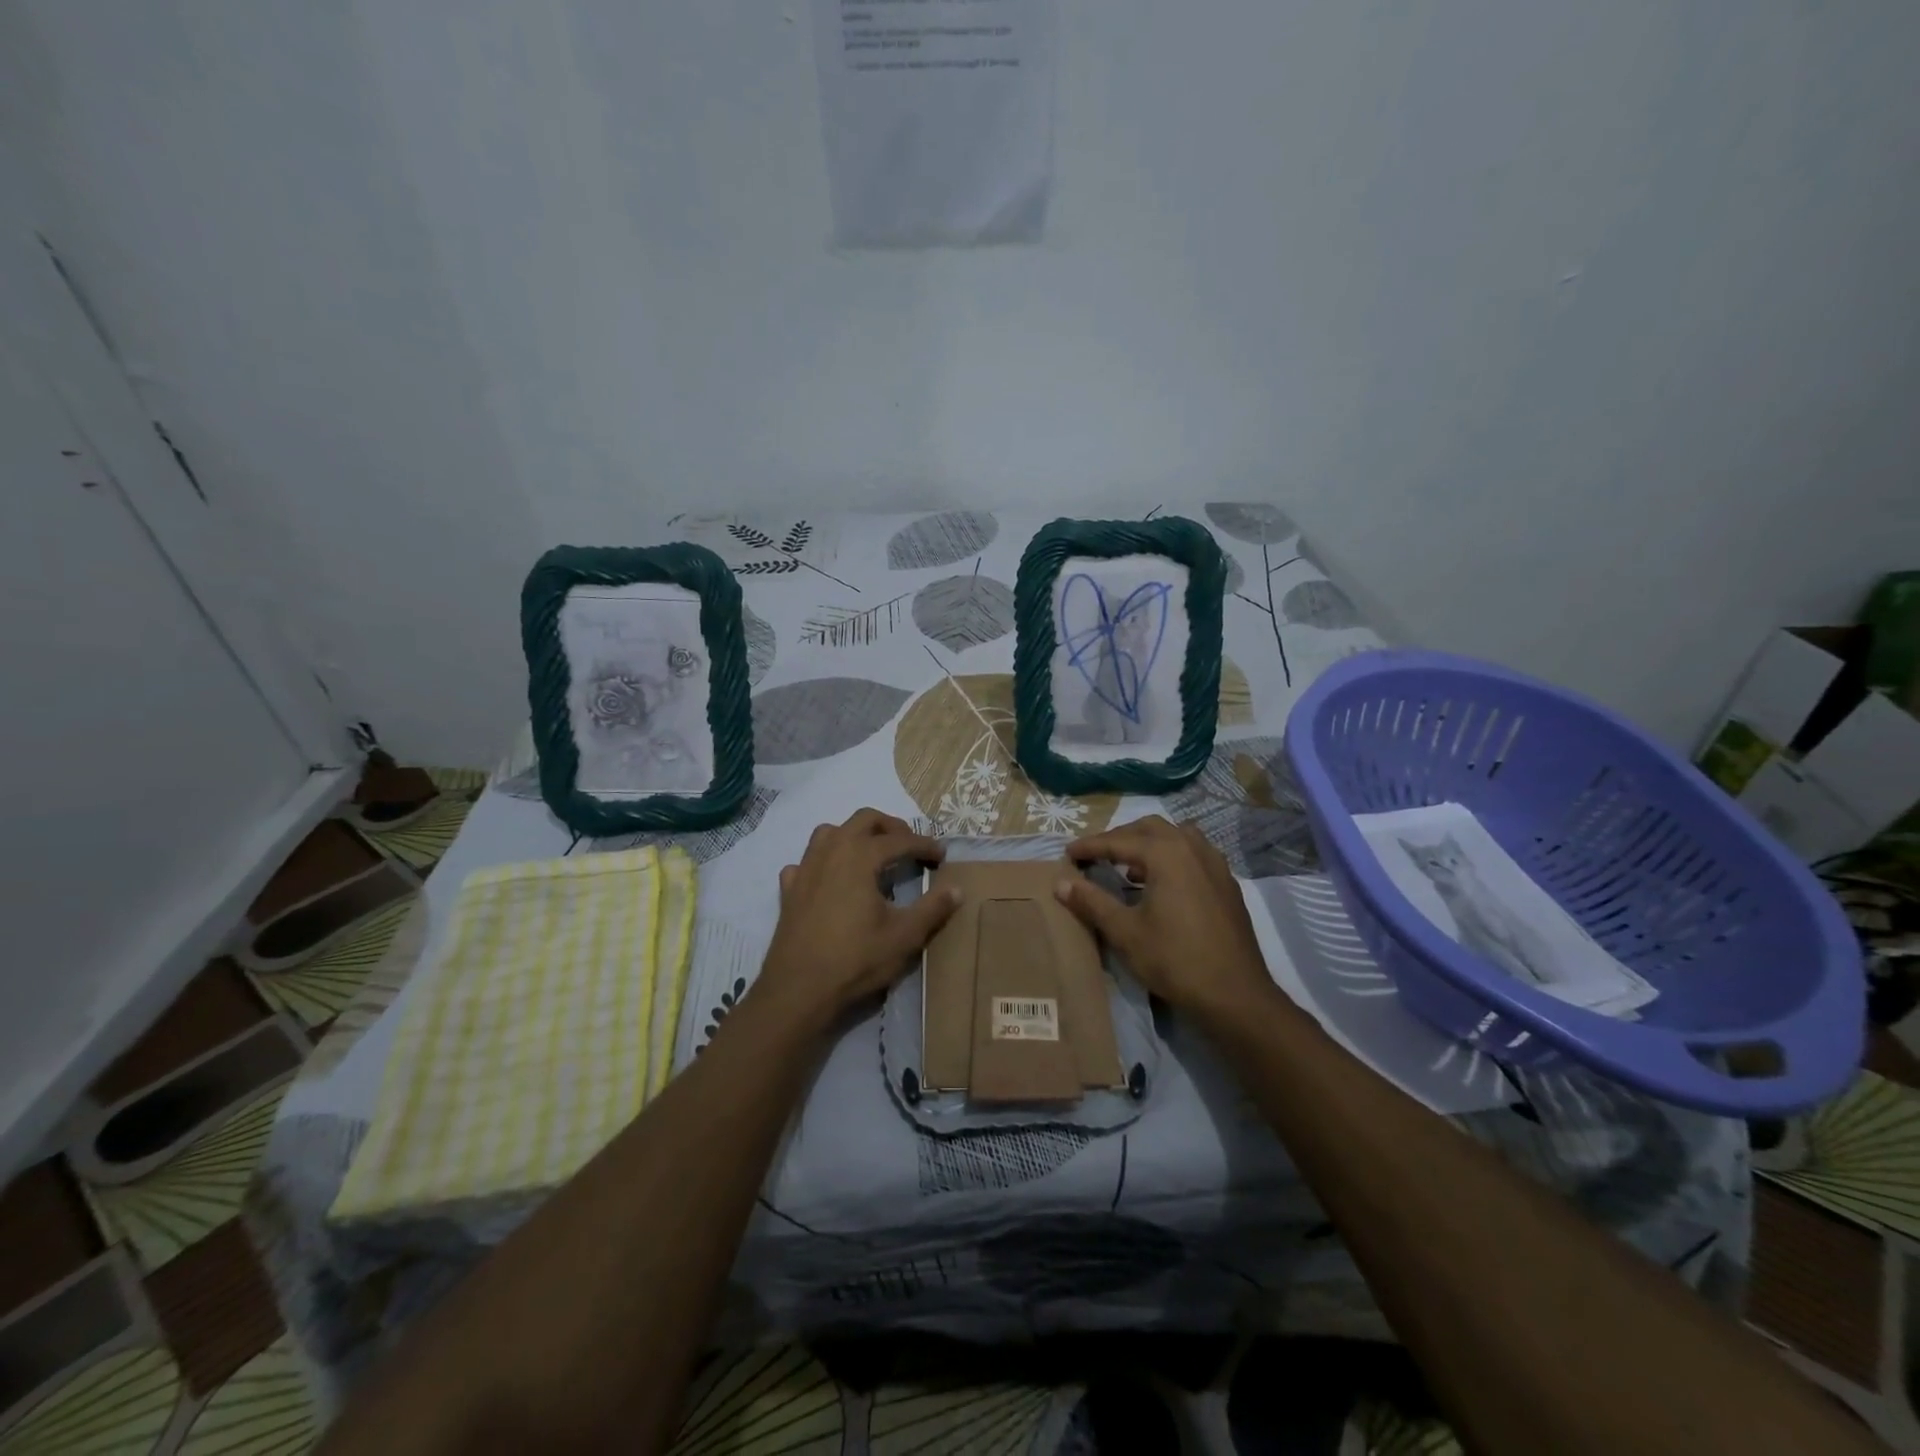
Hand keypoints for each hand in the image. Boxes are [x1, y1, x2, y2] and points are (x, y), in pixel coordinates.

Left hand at [755, 809, 959, 1029]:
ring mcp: (806, 868)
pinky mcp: (789, 889)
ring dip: (854, 835)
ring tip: (870, 855)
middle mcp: (832, 850)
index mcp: (861, 856)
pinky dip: (822, 862)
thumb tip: (957, 889)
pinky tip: (830, 880)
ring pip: (830, 832)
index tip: (941, 855)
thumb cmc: (856, 958)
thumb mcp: (904, 936)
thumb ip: (933, 908)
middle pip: (864, 819)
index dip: (925, 845)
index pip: (900, 840)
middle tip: (909, 845)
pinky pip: (806, 862)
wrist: (799, 988)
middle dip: (891, 827)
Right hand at [1056, 815, 1277, 1020]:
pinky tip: (1162, 885)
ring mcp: (1215, 864)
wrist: (1235, 994)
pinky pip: (1194, 854)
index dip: (1090, 846)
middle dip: (1120, 838)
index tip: (1068, 854)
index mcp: (1166, 853)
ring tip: (1130, 867)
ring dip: (1149, 844)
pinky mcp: (1227, 883)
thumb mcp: (1125, 932)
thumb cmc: (1175, 960)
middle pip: (1149, 828)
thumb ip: (1092, 902)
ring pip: (1176, 836)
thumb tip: (1061, 883)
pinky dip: (1172, 857)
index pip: (1118, 841)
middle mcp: (1192, 848)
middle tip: (1097, 856)